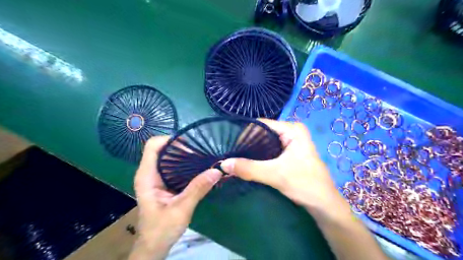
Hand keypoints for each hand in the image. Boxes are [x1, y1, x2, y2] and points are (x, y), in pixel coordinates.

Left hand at [125, 136, 219, 259]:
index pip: (153, 146)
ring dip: (184, 153)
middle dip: (180, 145)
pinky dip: (185, 162)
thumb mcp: (181, 209)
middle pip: (162, 148)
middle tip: (201, 146)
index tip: (190, 141)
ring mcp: (156, 177)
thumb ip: (197, 189)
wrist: (155, 245)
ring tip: (202, 152)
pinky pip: (174, 166)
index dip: (169, 139)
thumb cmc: (162, 229)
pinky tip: (198, 165)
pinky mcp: (164, 182)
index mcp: (147, 176)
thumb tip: (217, 170)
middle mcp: (150, 172)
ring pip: (168, 156)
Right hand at [220, 119, 346, 217]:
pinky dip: (259, 157)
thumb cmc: (305, 184)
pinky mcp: (289, 154)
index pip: (261, 124)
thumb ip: (249, 168)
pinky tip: (248, 163)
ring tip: (236, 159)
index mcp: (292, 129)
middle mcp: (291, 132)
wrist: (324, 205)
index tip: (230, 145)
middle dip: (247, 144)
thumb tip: (223, 164)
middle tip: (231, 154)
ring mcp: (291, 143)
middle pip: (263, 133)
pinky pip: (269, 151)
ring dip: (252, 152)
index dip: (244, 133)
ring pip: (265, 143)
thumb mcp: (275, 174)